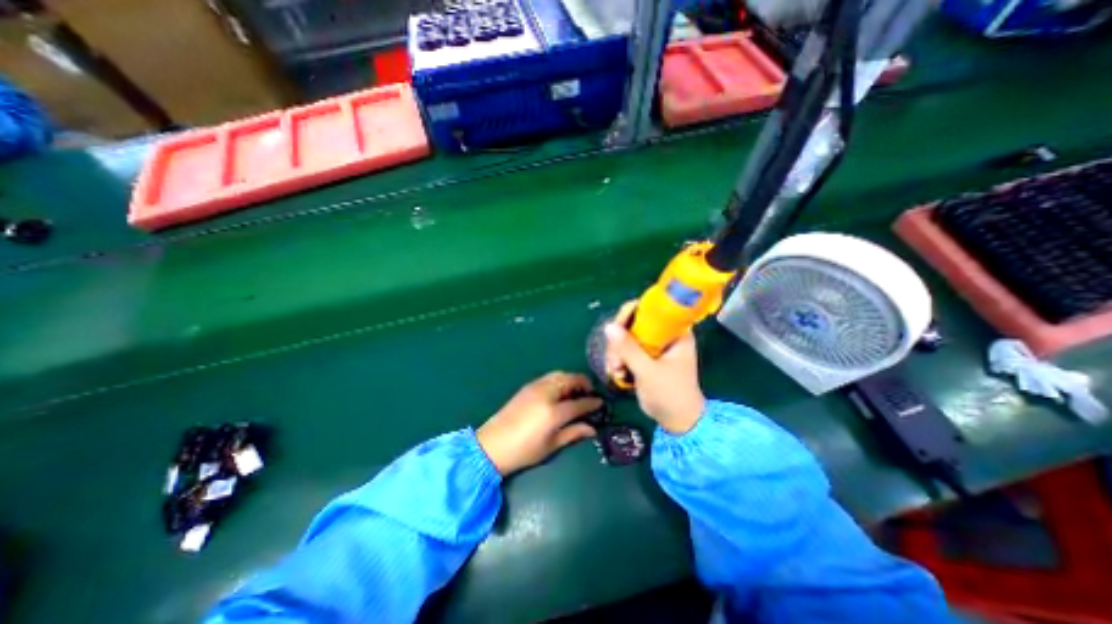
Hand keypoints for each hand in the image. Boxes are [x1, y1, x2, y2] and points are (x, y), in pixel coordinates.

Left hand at [475, 371, 604, 477]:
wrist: (492, 445)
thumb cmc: (524, 451)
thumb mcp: (551, 445)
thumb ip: (573, 433)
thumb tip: (592, 429)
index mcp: (553, 411)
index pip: (579, 403)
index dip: (592, 402)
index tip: (600, 403)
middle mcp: (546, 393)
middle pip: (570, 380)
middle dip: (583, 383)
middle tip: (589, 393)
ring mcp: (535, 387)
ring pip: (559, 375)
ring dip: (571, 379)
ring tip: (576, 391)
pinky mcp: (527, 387)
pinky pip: (549, 377)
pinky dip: (559, 380)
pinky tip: (560, 391)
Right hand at [608, 301, 702, 430]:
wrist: (678, 421)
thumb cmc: (669, 395)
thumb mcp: (648, 371)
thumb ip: (628, 349)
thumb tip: (608, 326)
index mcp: (675, 332)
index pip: (649, 309)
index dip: (628, 315)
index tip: (615, 331)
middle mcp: (665, 334)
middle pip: (633, 323)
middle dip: (619, 342)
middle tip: (614, 362)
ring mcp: (655, 346)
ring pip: (627, 337)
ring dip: (617, 354)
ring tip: (616, 373)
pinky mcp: (647, 357)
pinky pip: (627, 350)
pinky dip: (620, 360)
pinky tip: (619, 375)